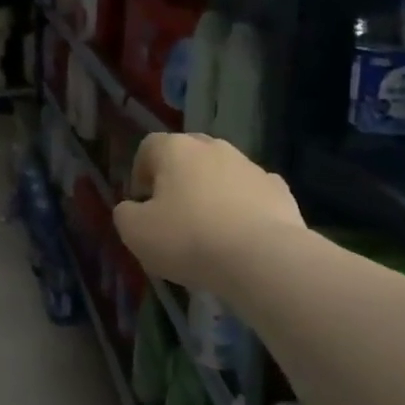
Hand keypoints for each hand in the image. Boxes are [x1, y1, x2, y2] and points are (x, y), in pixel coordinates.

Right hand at [113, 133, 305, 293]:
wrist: (262, 258)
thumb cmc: (189, 239)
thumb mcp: (135, 233)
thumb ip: (125, 214)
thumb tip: (131, 208)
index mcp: (176, 150)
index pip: (150, 146)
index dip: (140, 171)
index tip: (142, 201)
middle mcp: (214, 148)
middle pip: (188, 153)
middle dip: (177, 177)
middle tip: (172, 211)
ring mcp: (251, 167)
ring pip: (222, 172)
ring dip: (211, 191)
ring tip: (208, 229)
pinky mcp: (279, 190)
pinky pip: (252, 193)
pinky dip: (243, 207)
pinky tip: (240, 235)